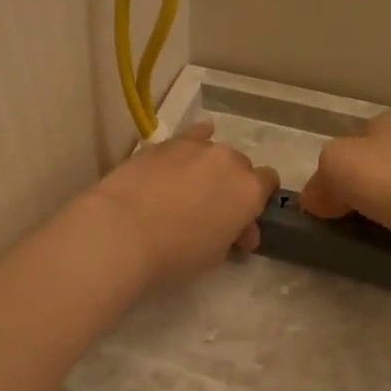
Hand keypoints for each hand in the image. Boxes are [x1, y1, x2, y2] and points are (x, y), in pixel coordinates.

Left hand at [90, 120, 279, 286]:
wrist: (122, 230)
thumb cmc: (176, 253)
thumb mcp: (215, 255)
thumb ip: (232, 235)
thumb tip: (237, 230)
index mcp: (250, 190)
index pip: (268, 184)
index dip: (256, 203)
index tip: (241, 224)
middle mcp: (229, 161)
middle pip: (241, 166)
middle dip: (232, 186)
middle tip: (213, 213)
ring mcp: (196, 147)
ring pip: (214, 152)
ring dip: (210, 168)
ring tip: (191, 189)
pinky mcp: (165, 143)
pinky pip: (191, 135)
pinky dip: (194, 141)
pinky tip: (191, 145)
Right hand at [299, 110, 390, 248]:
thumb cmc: (379, 176)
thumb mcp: (331, 165)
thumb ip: (318, 180)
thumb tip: (314, 199)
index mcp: (389, 119)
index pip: (351, 141)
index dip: (333, 167)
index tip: (324, 194)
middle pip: (370, 162)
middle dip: (353, 183)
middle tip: (338, 210)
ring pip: (390, 182)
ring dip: (374, 199)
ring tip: (362, 221)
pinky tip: (387, 226)